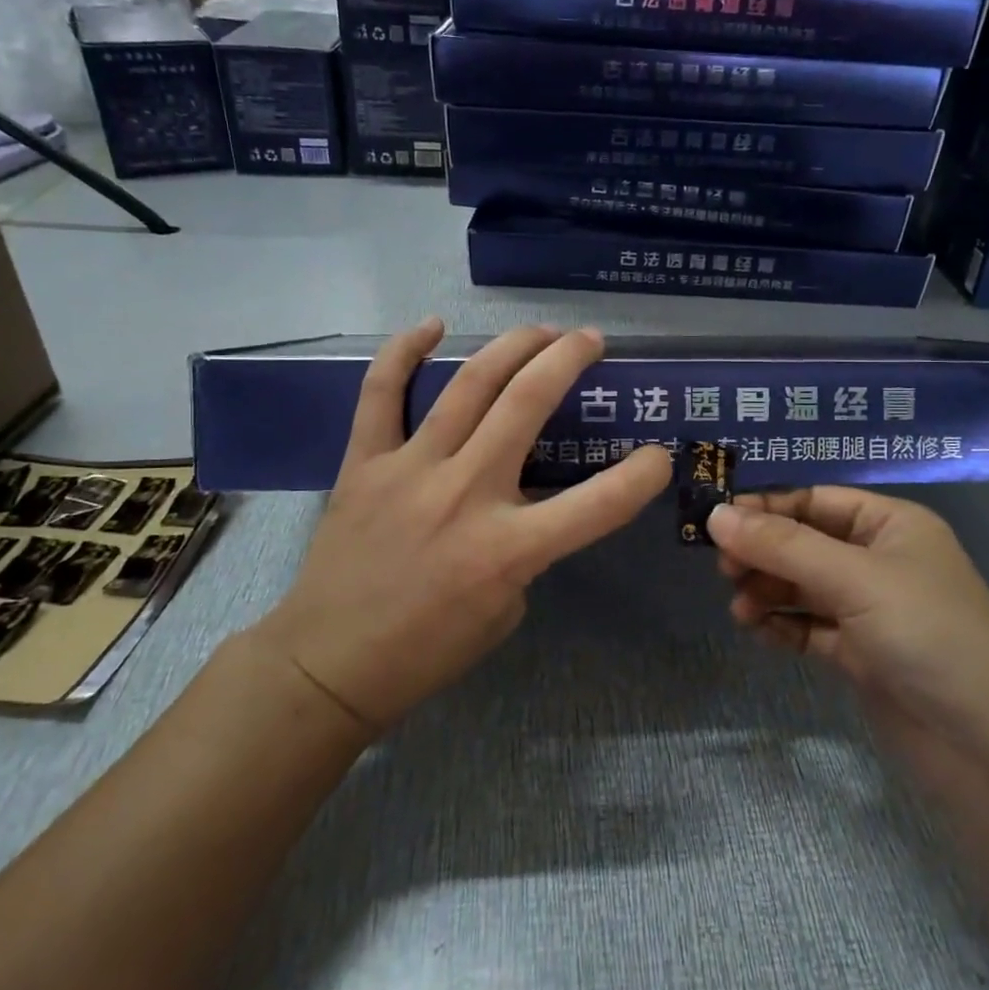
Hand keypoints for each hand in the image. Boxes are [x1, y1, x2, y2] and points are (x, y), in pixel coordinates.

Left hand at [255, 321, 672, 729]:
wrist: (329, 663)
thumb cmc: (427, 649)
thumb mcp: (505, 610)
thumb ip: (526, 550)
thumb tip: (525, 503)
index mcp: (508, 549)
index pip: (599, 504)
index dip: (642, 475)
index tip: (659, 456)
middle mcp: (465, 495)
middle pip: (528, 403)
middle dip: (569, 359)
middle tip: (590, 341)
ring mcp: (411, 470)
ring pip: (469, 385)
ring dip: (513, 346)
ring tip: (540, 331)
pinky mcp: (365, 462)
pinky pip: (381, 393)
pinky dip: (404, 352)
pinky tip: (432, 326)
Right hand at [708, 489, 988, 748]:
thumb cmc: (929, 635)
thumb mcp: (854, 578)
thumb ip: (783, 546)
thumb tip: (715, 515)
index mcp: (890, 525)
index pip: (815, 500)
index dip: (766, 507)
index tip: (716, 522)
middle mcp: (879, 561)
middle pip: (803, 543)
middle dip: (763, 554)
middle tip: (725, 572)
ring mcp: (870, 611)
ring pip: (801, 587)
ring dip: (767, 592)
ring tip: (740, 610)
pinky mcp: (861, 655)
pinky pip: (808, 628)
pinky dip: (781, 626)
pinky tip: (758, 632)